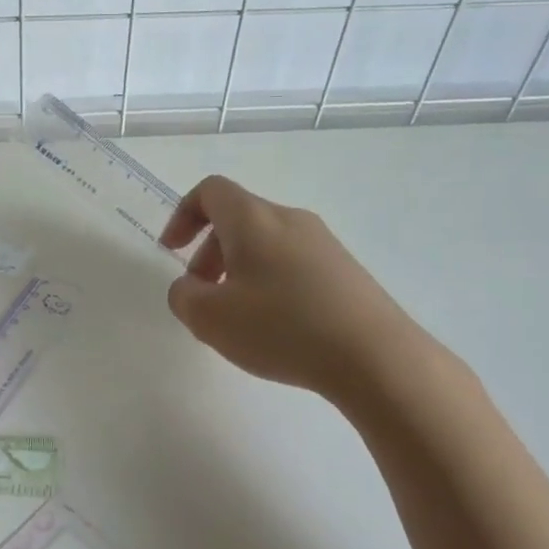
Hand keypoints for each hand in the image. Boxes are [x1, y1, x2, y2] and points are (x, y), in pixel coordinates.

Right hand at [160, 175, 424, 402]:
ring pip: (266, 243)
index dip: (183, 215)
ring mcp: (323, 243)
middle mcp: (289, 219)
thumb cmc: (282, 328)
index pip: (210, 191)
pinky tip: (276, 327)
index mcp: (253, 219)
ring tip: (237, 317)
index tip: (172, 251)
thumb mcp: (210, 319)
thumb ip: (183, 297)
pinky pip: (293, 263)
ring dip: (239, 270)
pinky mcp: (345, 270)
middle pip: (238, 219)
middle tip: (202, 294)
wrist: (376, 357)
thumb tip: (189, 288)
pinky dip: (270, 283)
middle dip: (209, 252)